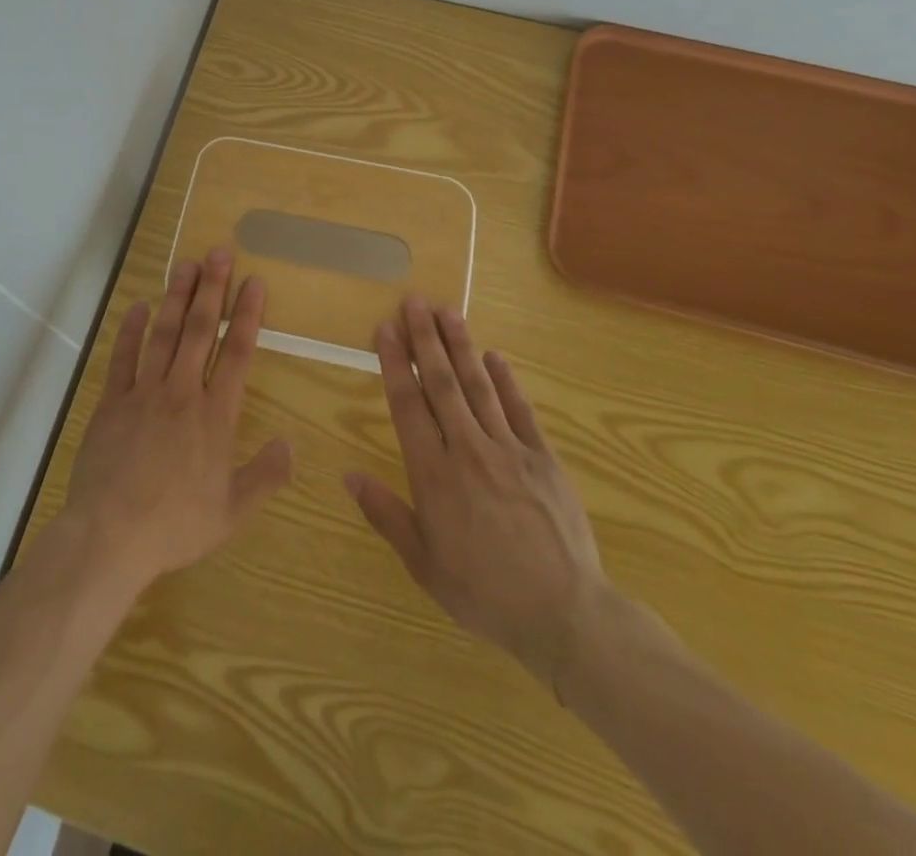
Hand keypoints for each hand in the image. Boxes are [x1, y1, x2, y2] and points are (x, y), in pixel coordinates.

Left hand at [61, 247, 294, 593]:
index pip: (236, 353)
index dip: (247, 315)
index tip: (254, 282)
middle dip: (212, 289)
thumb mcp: (232, 511)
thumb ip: (266, 475)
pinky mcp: (112, 402)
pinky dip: (131, 330)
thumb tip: (291, 441)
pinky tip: (138, 306)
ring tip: (185, 264)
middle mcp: (182, 393)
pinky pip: (123, 358)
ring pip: (163, 334)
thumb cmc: (176, 525)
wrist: (111, 535)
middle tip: (219, 252)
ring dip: (175, 297)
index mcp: (215, 416)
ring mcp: (144, 393)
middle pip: (199, 331)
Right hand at [345, 295, 613, 686]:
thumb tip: (350, 474)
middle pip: (442, 383)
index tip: (385, 329)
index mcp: (434, 473)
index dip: (395, 363)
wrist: (565, 614)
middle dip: (426, 339)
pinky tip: (495, 356)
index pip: (408, 404)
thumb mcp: (424, 563)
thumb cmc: (485, 592)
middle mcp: (468, 449)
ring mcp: (510, 449)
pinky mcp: (544, 458)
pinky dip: (506, 380)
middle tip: (415, 301)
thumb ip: (386, 514)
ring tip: (448, 312)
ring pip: (479, 386)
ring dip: (461, 346)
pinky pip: (521, 410)